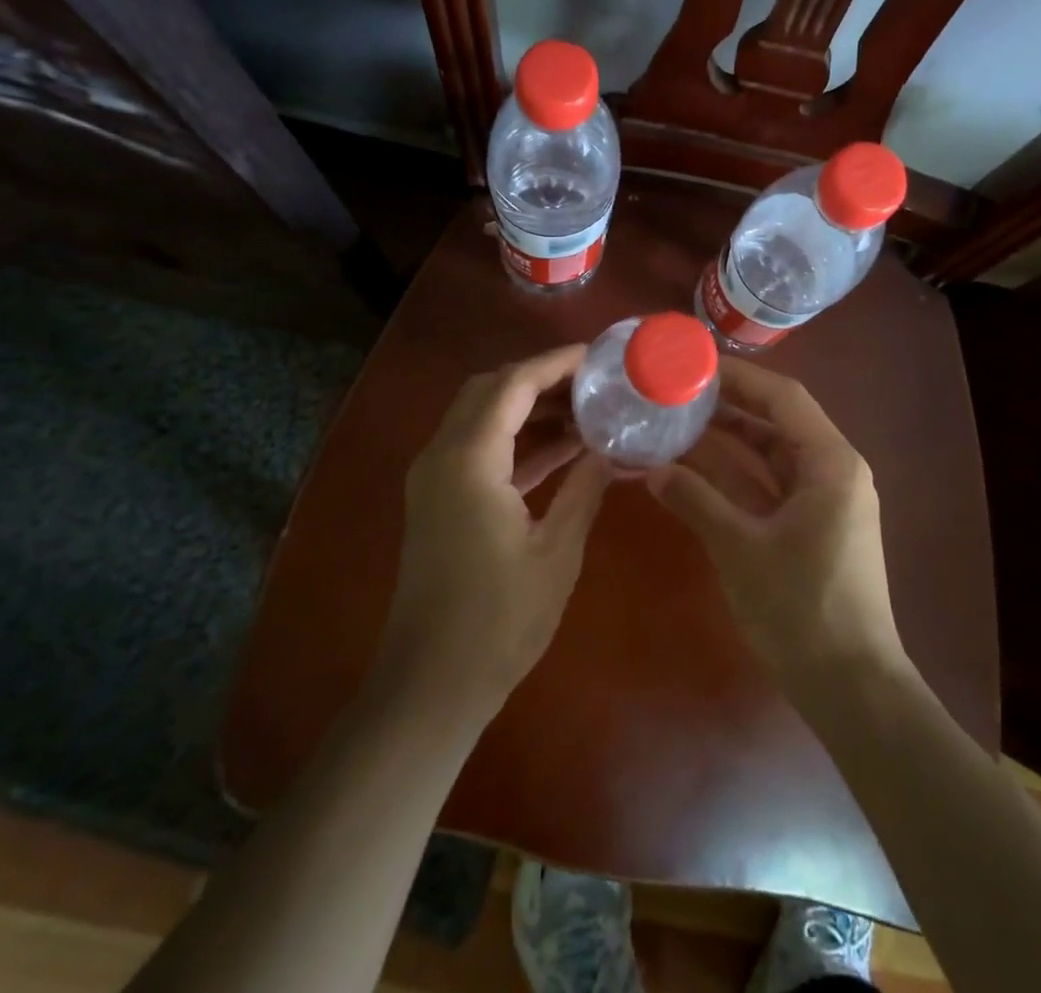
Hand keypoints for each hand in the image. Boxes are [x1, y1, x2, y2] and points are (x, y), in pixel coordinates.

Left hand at [379, 345, 612, 719]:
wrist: (430, 685)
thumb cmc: (499, 622)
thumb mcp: (557, 552)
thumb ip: (584, 488)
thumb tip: (611, 448)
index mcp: (469, 460)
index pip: (513, 384)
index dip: (555, 363)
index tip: (597, 356)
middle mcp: (442, 455)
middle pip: (489, 389)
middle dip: (540, 378)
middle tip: (592, 381)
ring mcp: (435, 477)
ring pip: (482, 416)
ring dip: (528, 408)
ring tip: (585, 410)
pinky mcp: (438, 499)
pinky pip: (478, 449)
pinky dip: (516, 440)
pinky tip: (562, 449)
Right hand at [646, 358, 905, 697]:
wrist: (851, 688)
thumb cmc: (802, 608)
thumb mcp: (741, 547)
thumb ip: (696, 500)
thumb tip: (651, 468)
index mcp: (830, 462)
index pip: (783, 397)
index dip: (739, 378)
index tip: (694, 366)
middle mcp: (832, 471)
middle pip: (775, 422)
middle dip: (725, 409)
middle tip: (675, 394)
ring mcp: (822, 500)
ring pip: (768, 456)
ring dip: (725, 444)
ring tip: (674, 424)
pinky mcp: (810, 527)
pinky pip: (768, 487)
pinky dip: (733, 479)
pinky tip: (691, 471)